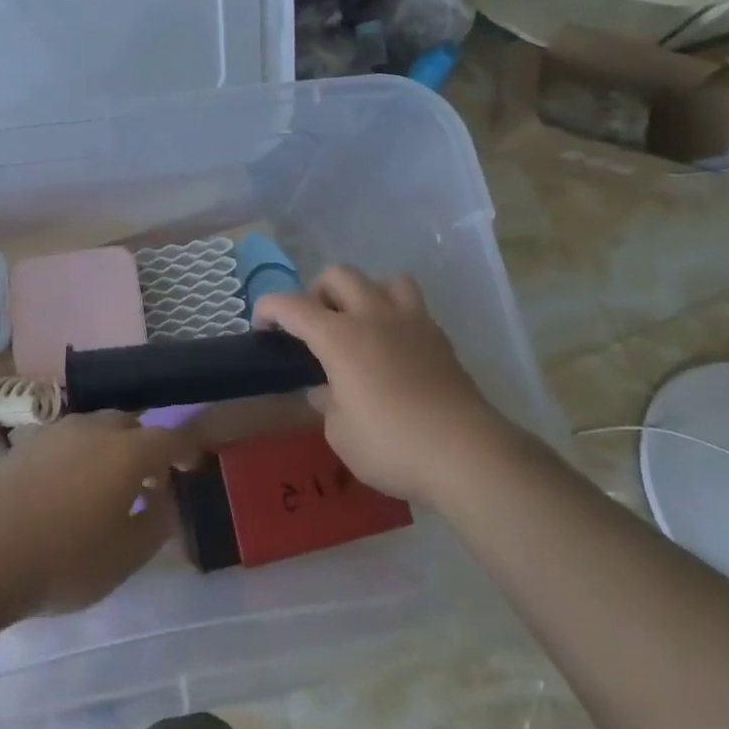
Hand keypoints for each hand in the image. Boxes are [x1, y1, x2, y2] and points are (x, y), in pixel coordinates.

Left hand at [0, 412, 198, 616]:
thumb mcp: (125, 557)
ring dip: (110, 448)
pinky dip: (78, 454)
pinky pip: (66, 440)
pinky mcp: (27, 443)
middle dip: (145, 446)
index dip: (184, 450)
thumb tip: (164, 498)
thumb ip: (156, 523)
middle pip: (131, 426)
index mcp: (127, 452)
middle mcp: (95, 429)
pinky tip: (67, 486)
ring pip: (95, 428)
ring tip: (106, 483)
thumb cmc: (64, 560)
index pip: (168, 438)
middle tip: (147, 479)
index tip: (191, 465)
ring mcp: (57, 431)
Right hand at [256, 266, 505, 505]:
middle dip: (318, 293)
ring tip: (361, 325)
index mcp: (339, 337)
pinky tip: (394, 347)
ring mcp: (411, 322)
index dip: (269, 308)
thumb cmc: (392, 445)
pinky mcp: (439, 337)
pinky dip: (395, 316)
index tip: (261, 325)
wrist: (466, 453)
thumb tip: (327, 390)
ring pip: (383, 279)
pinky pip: (412, 306)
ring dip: (364, 294)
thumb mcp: (341, 434)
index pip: (292, 305)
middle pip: (338, 275)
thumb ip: (328, 404)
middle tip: (315, 327)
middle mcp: (372, 316)